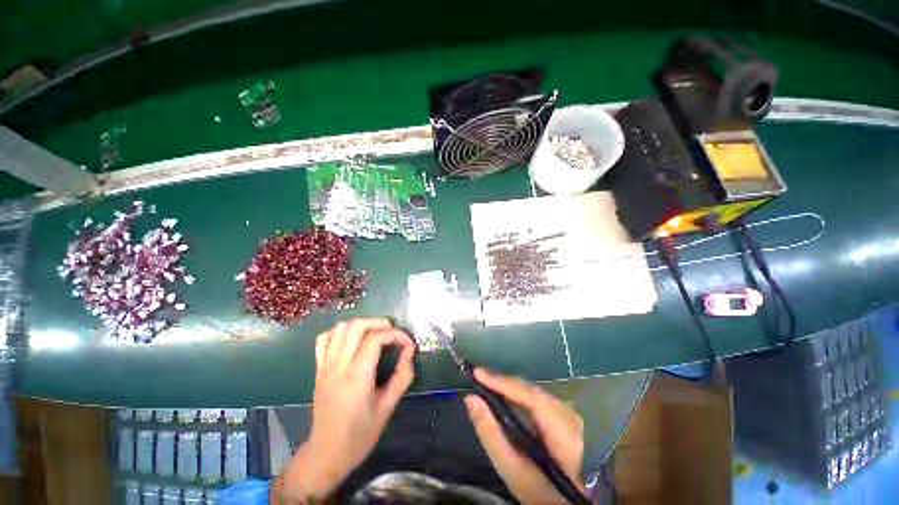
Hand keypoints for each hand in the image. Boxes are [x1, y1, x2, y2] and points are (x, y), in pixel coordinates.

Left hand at [272, 318, 415, 502]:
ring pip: (340, 328)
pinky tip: (352, 340)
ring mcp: (325, 366)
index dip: (396, 335)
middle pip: (356, 326)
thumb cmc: (360, 435)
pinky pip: (324, 339)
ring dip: (361, 324)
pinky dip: (340, 332)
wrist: (326, 454)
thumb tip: (409, 351)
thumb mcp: (387, 408)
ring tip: (375, 333)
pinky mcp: (318, 369)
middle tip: (393, 332)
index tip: (408, 344)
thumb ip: (402, 376)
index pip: (376, 339)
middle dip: (379, 323)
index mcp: (356, 377)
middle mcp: (338, 366)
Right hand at [465, 368, 585, 504]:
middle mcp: (568, 416)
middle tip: (478, 377)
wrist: (563, 497)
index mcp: (562, 434)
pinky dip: (517, 392)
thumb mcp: (510, 468)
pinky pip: (536, 395)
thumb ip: (490, 433)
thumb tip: (471, 399)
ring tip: (486, 383)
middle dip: (503, 383)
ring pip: (532, 390)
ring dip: (509, 386)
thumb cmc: (536, 488)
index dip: (503, 383)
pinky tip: (504, 393)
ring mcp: (568, 412)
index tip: (478, 374)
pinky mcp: (563, 411)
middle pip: (530, 391)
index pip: (530, 399)